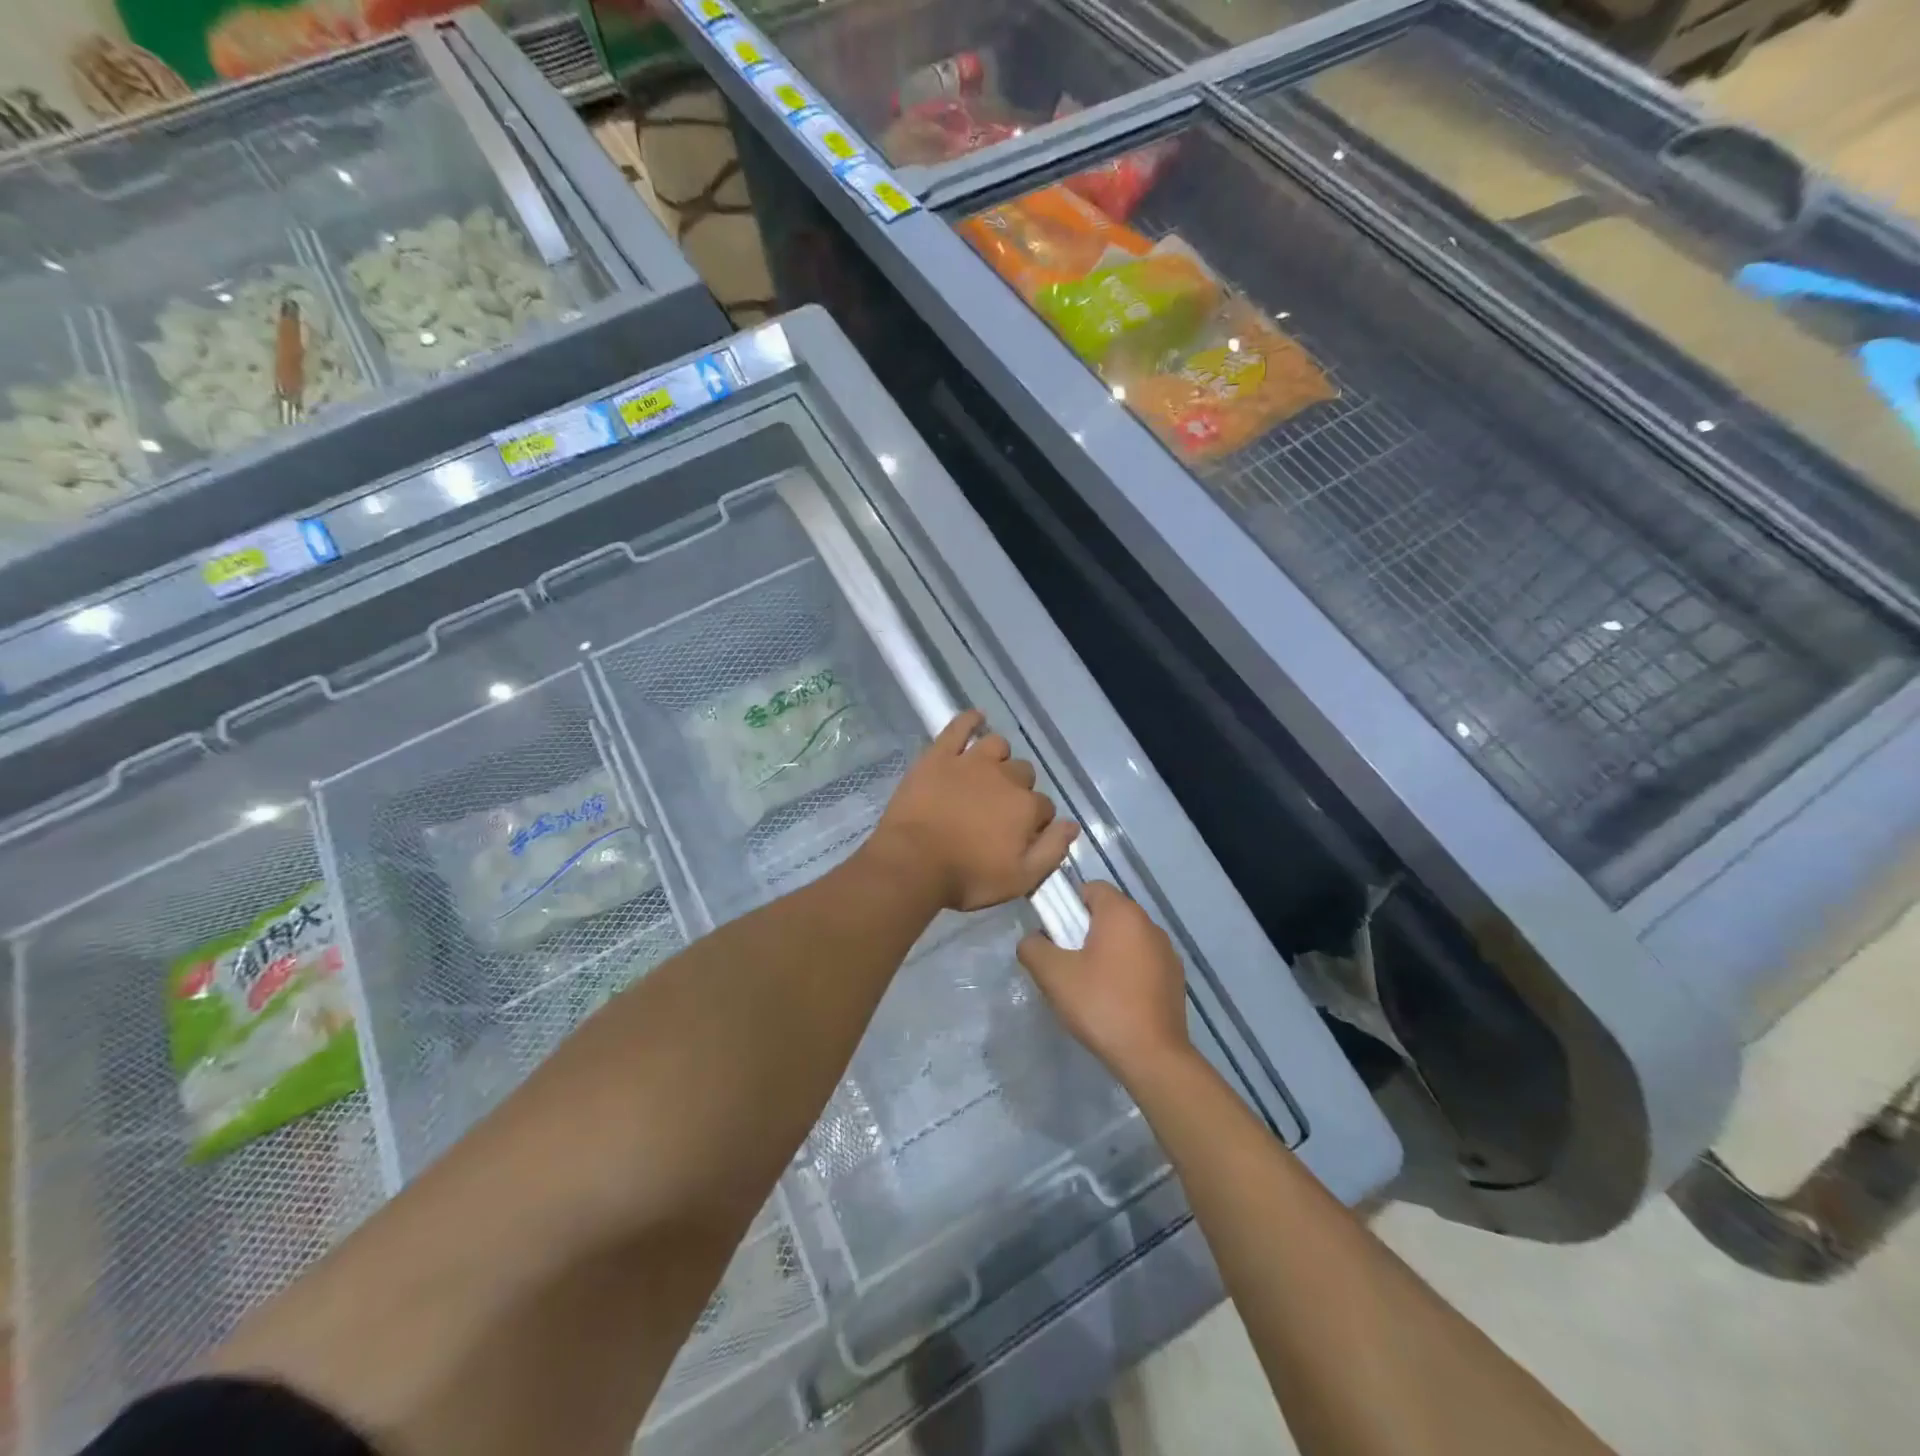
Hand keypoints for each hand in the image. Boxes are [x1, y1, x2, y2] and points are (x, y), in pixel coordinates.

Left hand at [864, 709, 1078, 911]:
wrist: (912, 863)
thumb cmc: (967, 877)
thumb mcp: (1020, 879)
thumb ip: (1051, 851)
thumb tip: (1072, 825)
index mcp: (1026, 807)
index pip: (1044, 807)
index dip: (1035, 822)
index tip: (1020, 836)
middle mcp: (1004, 777)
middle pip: (1024, 774)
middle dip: (1018, 789)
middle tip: (998, 810)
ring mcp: (970, 762)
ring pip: (997, 746)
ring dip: (999, 758)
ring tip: (988, 773)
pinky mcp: (939, 756)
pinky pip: (958, 727)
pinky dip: (969, 720)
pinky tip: (976, 718)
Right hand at [1018, 880, 1189, 1079]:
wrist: (1153, 1056)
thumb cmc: (1101, 1005)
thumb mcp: (1053, 975)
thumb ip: (1033, 948)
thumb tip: (1032, 940)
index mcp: (1122, 913)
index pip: (1091, 888)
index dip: (1068, 905)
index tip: (1056, 935)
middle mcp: (1149, 924)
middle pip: (1109, 913)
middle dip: (1086, 931)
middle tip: (1068, 963)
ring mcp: (1167, 952)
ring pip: (1127, 939)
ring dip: (1108, 952)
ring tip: (1091, 986)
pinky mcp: (1176, 978)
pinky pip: (1143, 962)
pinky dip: (1128, 971)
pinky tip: (1116, 1001)